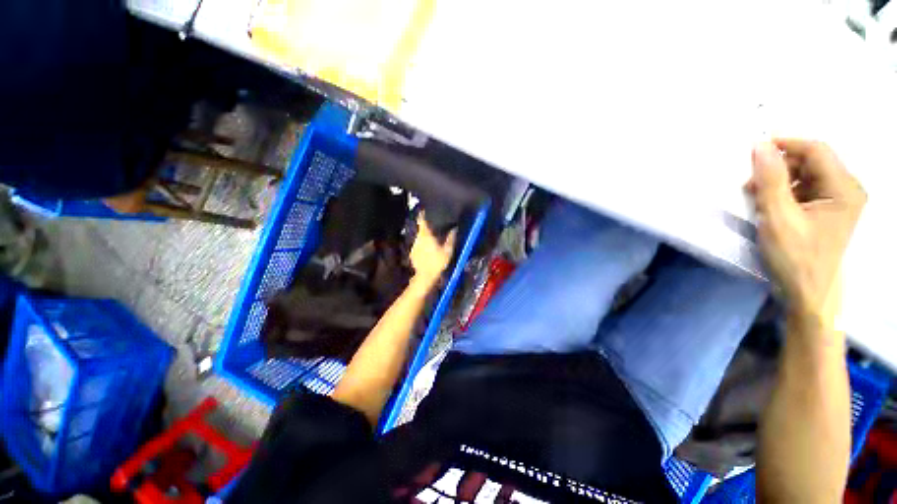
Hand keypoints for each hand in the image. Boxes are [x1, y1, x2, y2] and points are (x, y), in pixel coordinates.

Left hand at [410, 212, 456, 286]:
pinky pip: (417, 245)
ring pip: (419, 237)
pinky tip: (427, 249)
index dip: (423, 214)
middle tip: (433, 225)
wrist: (425, 276)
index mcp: (426, 235)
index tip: (425, 210)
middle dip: (426, 226)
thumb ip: (451, 238)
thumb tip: (455, 228)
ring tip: (432, 236)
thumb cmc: (437, 262)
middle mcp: (417, 238)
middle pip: (421, 228)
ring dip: (424, 236)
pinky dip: (422, 244)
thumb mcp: (448, 250)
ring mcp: (414, 246)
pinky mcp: (412, 253)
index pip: (422, 220)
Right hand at [747, 139, 865, 327]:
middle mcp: (847, 189)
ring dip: (779, 180)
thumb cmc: (796, 257)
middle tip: (751, 185)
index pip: (816, 150)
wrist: (807, 292)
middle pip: (811, 160)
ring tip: (758, 198)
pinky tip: (771, 205)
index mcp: (844, 189)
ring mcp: (838, 200)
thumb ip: (770, 179)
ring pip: (806, 174)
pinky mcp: (827, 210)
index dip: (785, 143)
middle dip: (779, 167)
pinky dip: (784, 191)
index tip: (753, 148)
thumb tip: (759, 145)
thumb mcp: (779, 217)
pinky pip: (805, 188)